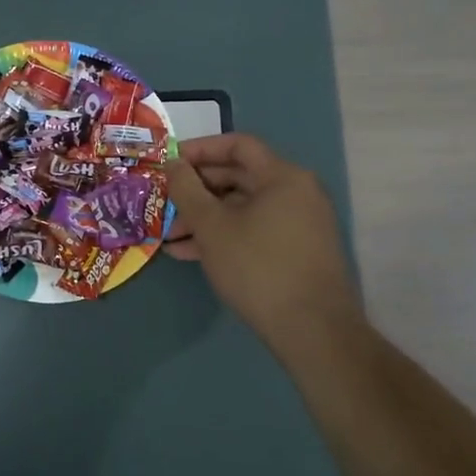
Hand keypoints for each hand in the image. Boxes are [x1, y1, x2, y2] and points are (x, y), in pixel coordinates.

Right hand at [165, 133, 360, 346]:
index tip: (169, 162)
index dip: (200, 149)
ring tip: (168, 236)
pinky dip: (224, 236)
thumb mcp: (212, 226)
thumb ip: (187, 190)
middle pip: (238, 177)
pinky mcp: (296, 251)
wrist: (313, 330)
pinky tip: (190, 254)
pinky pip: (253, 230)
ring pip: (242, 208)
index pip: (238, 145)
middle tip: (163, 202)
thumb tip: (173, 163)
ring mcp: (299, 224)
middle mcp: (297, 193)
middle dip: (196, 191)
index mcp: (283, 177)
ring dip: (204, 218)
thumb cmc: (258, 267)